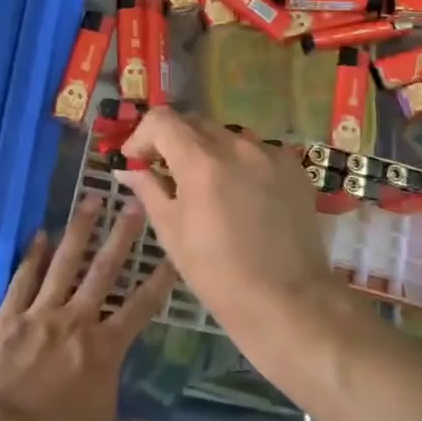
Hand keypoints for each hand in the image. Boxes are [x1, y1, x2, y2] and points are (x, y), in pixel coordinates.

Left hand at [0, 197, 174, 420]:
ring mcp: (40, 314)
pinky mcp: (8, 318)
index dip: (160, 280)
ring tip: (91, 199)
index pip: (141, 307)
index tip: (173, 254)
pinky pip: (23, 280)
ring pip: (64, 263)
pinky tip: (39, 234)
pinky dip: (32, 256)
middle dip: (123, 236)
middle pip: (104, 270)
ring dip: (79, 230)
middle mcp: (77, 321)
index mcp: (105, 350)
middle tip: (135, 203)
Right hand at [115, 108, 360, 388]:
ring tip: (206, 188)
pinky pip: (256, 152)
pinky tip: (241, 196)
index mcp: (202, 161)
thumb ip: (149, 190)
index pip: (162, 120)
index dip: (142, 135)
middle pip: (195, 123)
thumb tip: (127, 168)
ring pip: (227, 136)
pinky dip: (239, 164)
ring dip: (208, 151)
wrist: (288, 300)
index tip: (137, 160)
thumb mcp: (172, 232)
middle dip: (174, 142)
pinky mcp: (293, 167)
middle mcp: (238, 145)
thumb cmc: (218, 273)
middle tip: (166, 172)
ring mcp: (270, 154)